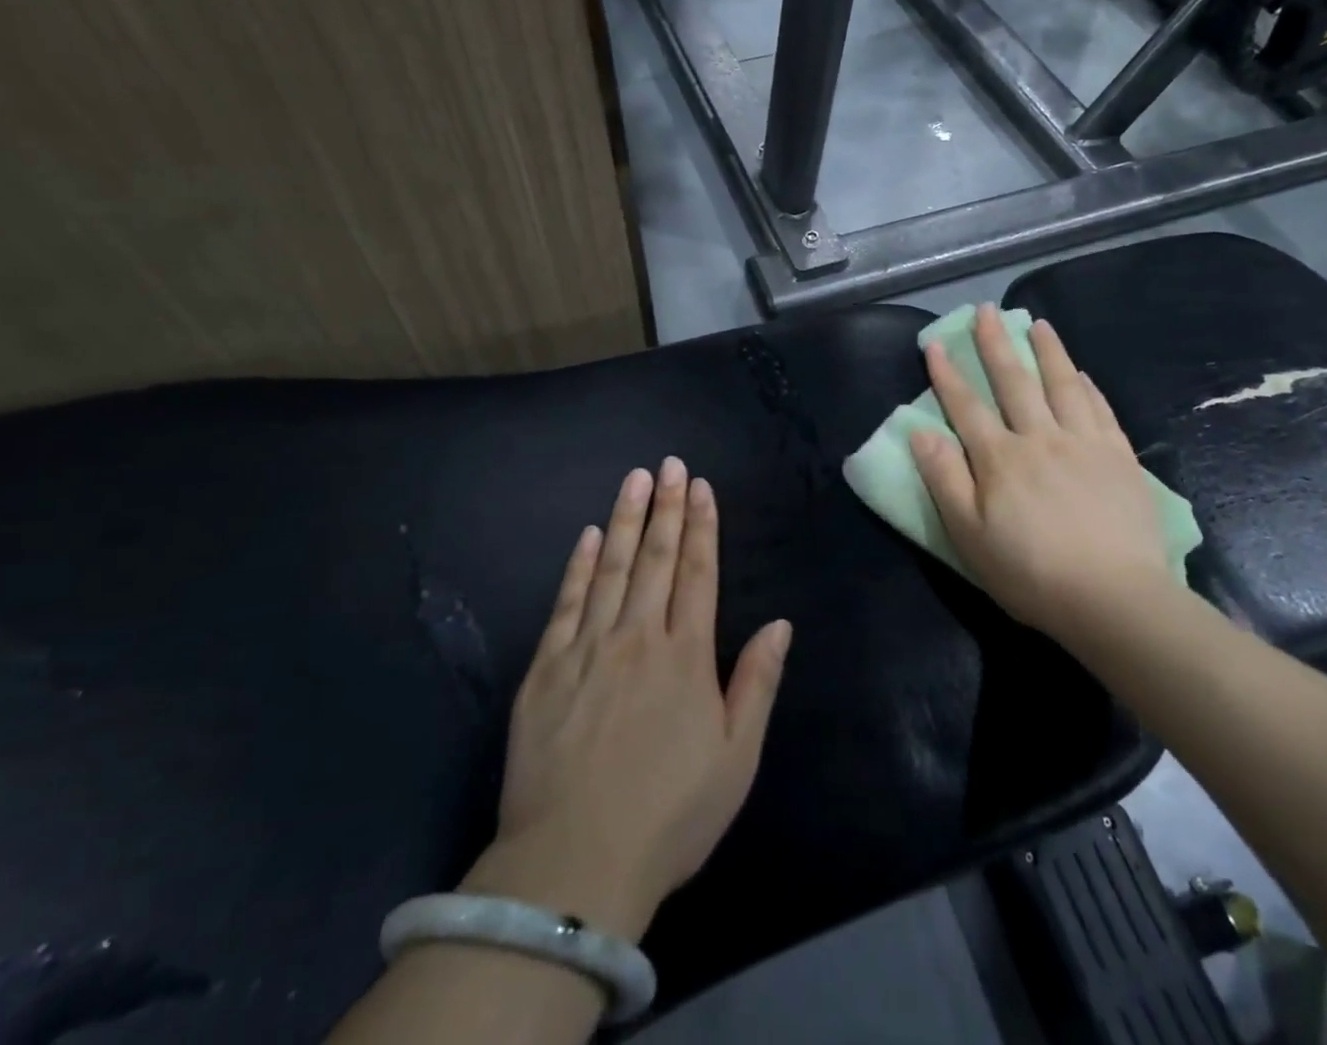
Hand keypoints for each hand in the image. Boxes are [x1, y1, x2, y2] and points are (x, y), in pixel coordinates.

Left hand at [466, 459, 791, 942]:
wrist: (574, 864)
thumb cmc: (669, 814)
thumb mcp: (736, 758)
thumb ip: (757, 683)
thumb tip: (780, 623)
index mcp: (686, 656)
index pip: (697, 572)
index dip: (701, 526)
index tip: (700, 486)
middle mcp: (638, 637)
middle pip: (655, 558)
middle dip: (666, 507)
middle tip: (670, 464)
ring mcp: (587, 648)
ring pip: (610, 567)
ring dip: (624, 519)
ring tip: (634, 478)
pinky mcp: (546, 668)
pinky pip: (566, 603)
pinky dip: (578, 565)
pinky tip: (586, 536)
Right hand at [907, 305, 1171, 641]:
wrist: (1114, 598)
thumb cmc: (1030, 572)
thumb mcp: (969, 535)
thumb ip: (944, 479)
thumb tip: (921, 432)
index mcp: (1000, 458)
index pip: (966, 406)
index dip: (947, 374)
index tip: (934, 343)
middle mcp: (1040, 438)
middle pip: (1014, 381)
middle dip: (995, 344)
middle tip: (986, 310)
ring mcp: (1084, 444)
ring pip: (1062, 385)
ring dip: (1047, 351)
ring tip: (1037, 323)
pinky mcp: (1119, 458)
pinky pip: (1100, 411)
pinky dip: (1087, 387)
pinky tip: (1081, 374)